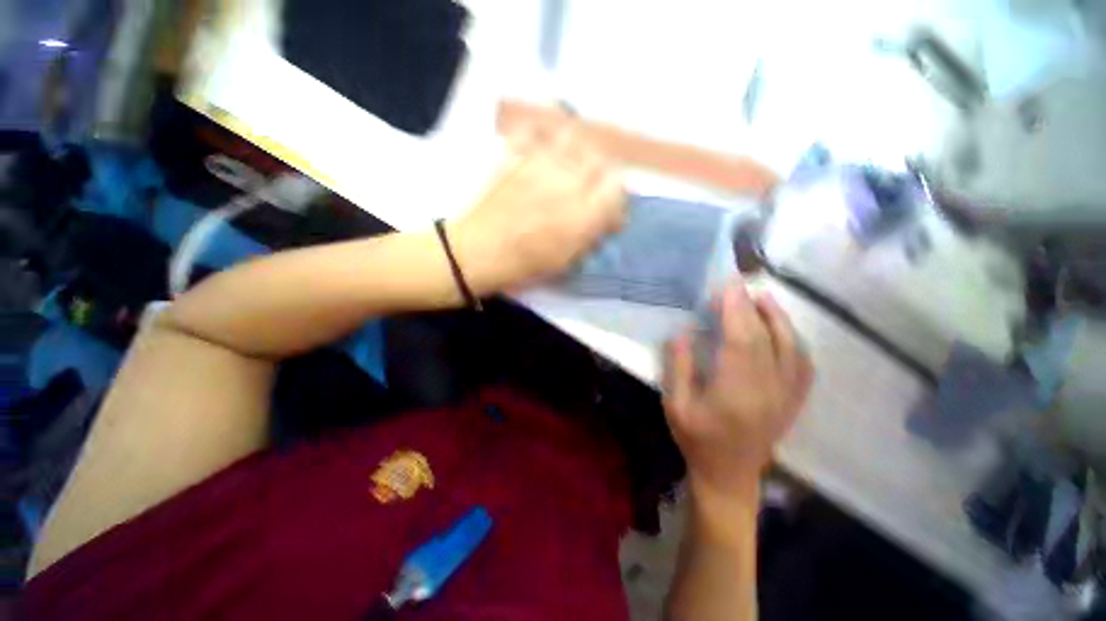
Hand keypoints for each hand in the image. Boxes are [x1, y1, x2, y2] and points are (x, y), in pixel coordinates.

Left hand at [449, 117, 625, 294]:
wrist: (477, 251)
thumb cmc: (522, 265)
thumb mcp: (565, 262)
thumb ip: (591, 236)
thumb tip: (607, 220)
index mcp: (582, 216)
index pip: (617, 187)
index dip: (617, 196)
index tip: (610, 208)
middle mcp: (567, 183)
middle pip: (600, 159)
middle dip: (602, 173)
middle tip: (593, 185)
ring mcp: (539, 164)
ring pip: (574, 137)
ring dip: (580, 149)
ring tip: (573, 162)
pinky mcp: (515, 155)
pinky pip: (536, 128)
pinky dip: (544, 131)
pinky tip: (546, 142)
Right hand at [664, 281, 813, 498]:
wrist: (729, 477)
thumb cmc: (696, 440)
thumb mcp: (676, 405)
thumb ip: (680, 367)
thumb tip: (684, 332)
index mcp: (735, 392)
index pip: (740, 340)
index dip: (734, 309)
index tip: (726, 285)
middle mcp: (768, 390)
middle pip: (766, 338)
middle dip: (752, 306)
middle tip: (738, 283)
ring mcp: (786, 396)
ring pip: (791, 348)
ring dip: (778, 318)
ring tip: (762, 297)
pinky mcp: (793, 401)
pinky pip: (803, 365)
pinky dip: (794, 341)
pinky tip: (783, 330)